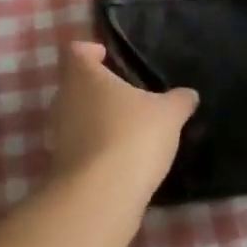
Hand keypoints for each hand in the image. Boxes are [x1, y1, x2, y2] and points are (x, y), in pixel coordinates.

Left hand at [48, 42, 198, 195]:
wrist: (101, 196)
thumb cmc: (132, 136)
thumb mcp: (168, 115)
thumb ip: (179, 101)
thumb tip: (189, 94)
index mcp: (83, 75)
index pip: (76, 50)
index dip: (91, 51)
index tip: (108, 57)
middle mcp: (63, 99)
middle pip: (75, 84)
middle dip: (98, 88)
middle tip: (126, 96)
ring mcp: (57, 134)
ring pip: (76, 116)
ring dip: (96, 120)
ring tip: (127, 128)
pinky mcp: (60, 165)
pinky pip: (78, 145)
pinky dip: (95, 148)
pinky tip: (119, 158)